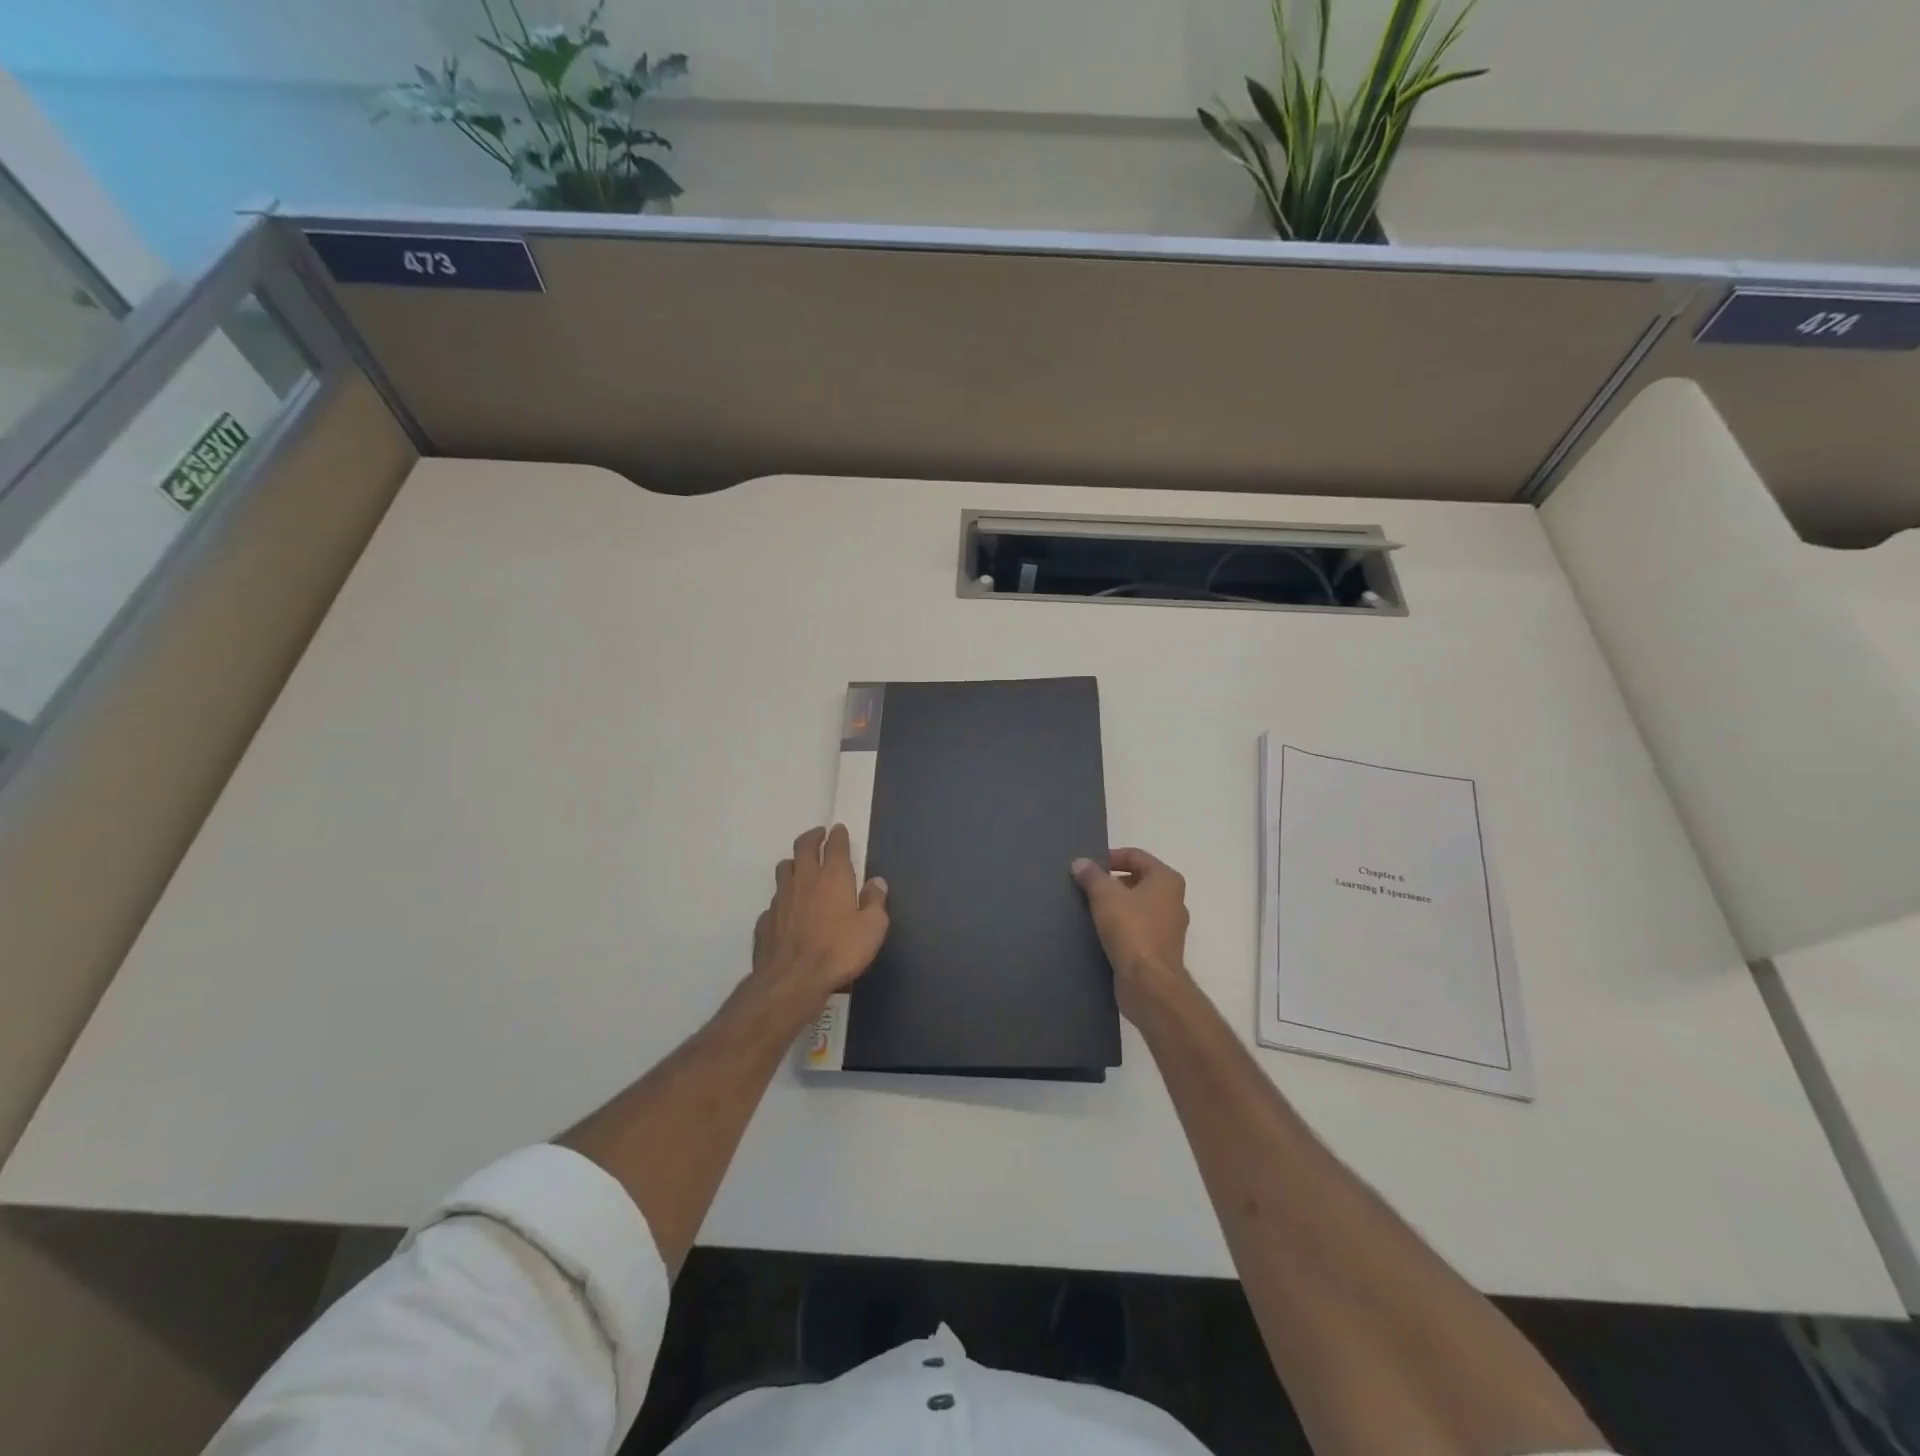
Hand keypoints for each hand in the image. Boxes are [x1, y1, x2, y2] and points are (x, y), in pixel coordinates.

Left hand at [751, 825, 889, 1011]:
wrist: (793, 980)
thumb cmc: (839, 950)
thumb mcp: (872, 928)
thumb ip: (875, 902)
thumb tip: (877, 882)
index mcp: (833, 877)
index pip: (835, 846)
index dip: (838, 835)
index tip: (838, 829)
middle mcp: (804, 880)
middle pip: (803, 847)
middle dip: (812, 837)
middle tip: (818, 834)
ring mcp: (781, 899)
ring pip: (784, 869)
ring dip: (793, 863)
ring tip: (800, 866)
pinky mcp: (766, 920)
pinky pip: (774, 901)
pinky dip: (782, 898)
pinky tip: (787, 909)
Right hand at [1072, 848, 1191, 1015]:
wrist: (1149, 983)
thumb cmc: (1131, 929)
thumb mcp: (1105, 896)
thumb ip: (1092, 876)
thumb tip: (1081, 863)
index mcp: (1166, 880)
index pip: (1136, 856)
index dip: (1110, 857)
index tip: (1087, 868)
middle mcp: (1173, 900)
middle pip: (1137, 880)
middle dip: (1110, 883)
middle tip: (1085, 888)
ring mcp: (1169, 927)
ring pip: (1136, 906)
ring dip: (1114, 906)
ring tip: (1087, 910)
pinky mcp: (1159, 950)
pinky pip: (1137, 929)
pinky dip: (1120, 927)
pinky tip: (1098, 933)